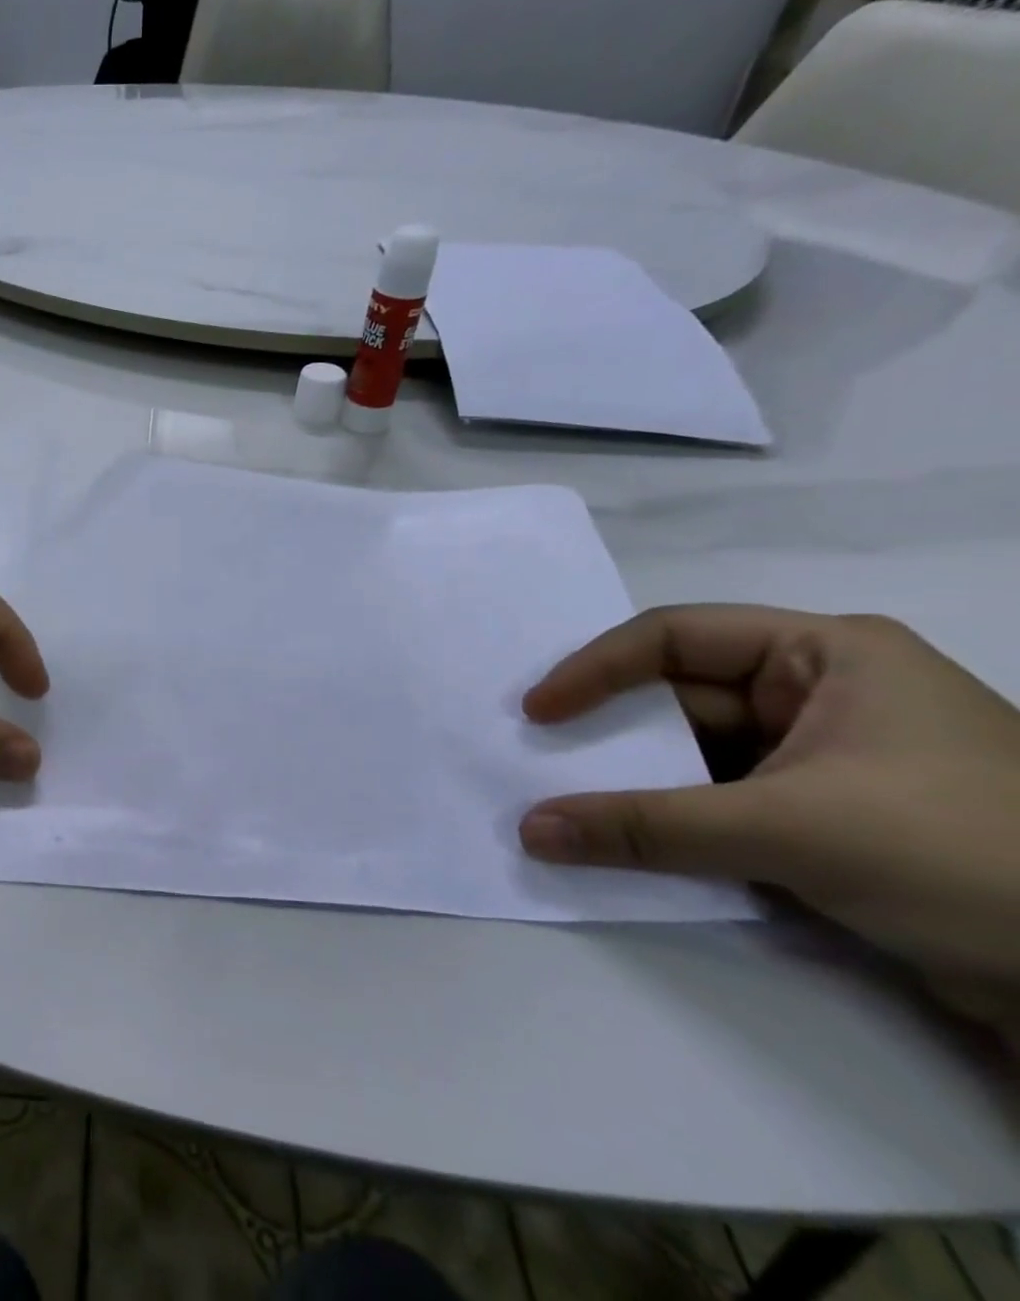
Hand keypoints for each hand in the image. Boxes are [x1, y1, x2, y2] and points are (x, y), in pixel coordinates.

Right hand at [518, 606, 1019, 1026]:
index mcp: (826, 654)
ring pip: (694, 754)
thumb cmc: (966, 857)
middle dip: (608, 730)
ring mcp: (823, 758)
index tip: (536, 713)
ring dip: (634, 781)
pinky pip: (718, 801)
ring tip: (564, 801)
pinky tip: (623, 838)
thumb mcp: (790, 832)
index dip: (593, 669)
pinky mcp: (824, 817)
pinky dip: (670, 819)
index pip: (673, 636)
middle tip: (535, 755)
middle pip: (678, 696)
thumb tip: (528, 832)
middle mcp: (820, 692)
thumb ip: (646, 828)